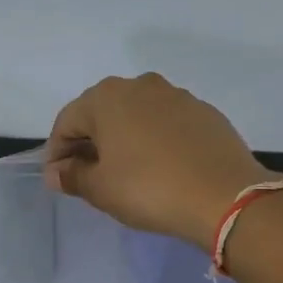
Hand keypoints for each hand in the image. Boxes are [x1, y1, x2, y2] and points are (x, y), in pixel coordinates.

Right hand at [43, 74, 271, 246]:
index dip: (56, 152)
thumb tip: (57, 172)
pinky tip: (159, 168)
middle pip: (101, 113)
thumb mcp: (100, 189)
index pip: (67, 122)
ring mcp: (177, 96)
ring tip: (124, 172)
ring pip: (135, 116)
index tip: (58, 179)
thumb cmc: (149, 189)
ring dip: (122, 139)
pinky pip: (165, 124)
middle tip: (87, 176)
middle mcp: (140, 86)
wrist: (225, 196)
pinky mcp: (205, 113)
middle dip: (89, 143)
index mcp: (107, 97)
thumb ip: (72, 176)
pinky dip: (153, 141)